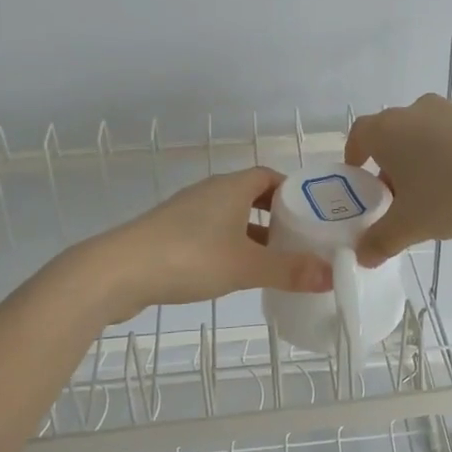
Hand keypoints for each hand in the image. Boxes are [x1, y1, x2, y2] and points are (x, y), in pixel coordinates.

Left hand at [81, 167, 332, 321]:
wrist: (119, 271)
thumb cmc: (190, 257)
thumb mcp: (247, 266)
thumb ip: (290, 270)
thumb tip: (332, 274)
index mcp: (231, 187)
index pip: (270, 176)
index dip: (293, 192)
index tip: (313, 215)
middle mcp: (210, 192)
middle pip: (251, 196)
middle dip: (276, 216)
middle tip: (299, 241)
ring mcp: (186, 212)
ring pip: (230, 216)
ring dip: (252, 234)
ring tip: (274, 261)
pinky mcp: (169, 233)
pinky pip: (210, 233)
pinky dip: (228, 246)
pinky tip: (234, 272)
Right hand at [344, 94, 451, 265]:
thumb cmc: (451, 191)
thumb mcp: (410, 225)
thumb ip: (381, 241)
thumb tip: (362, 256)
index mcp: (386, 130)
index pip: (357, 135)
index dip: (354, 156)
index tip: (358, 178)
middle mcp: (412, 112)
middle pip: (390, 136)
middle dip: (388, 166)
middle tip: (394, 198)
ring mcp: (447, 111)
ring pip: (421, 136)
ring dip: (418, 162)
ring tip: (430, 196)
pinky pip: (450, 137)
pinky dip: (446, 157)